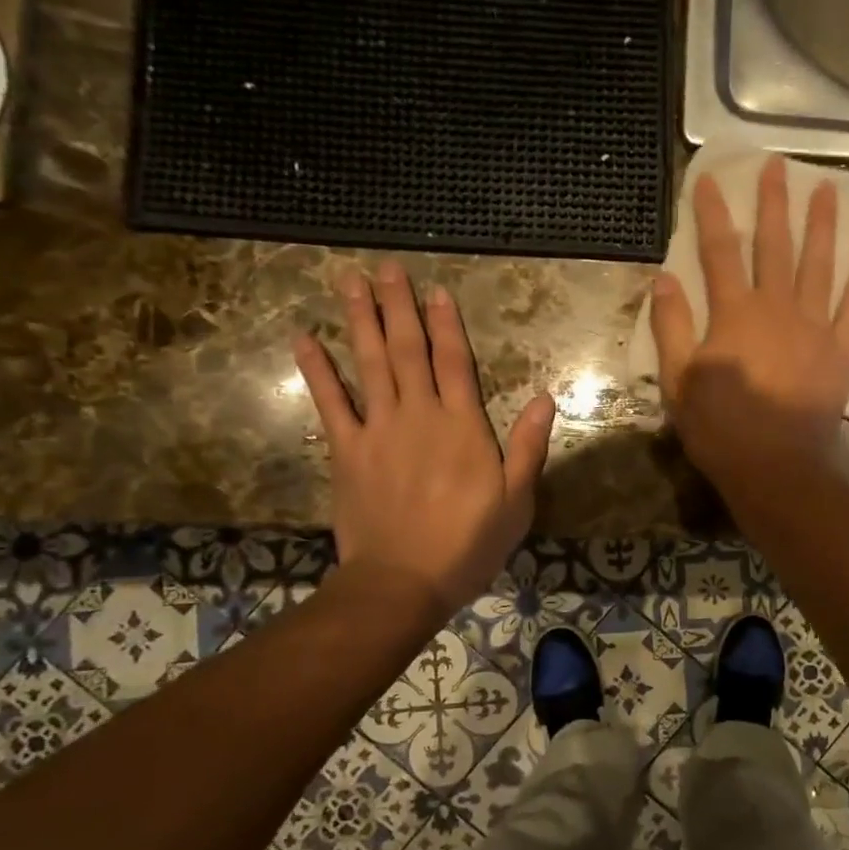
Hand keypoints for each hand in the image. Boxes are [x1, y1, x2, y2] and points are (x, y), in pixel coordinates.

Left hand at [295, 262, 555, 618]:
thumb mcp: (517, 501)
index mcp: (463, 426)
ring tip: (350, 281)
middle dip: (398, 307)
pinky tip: (304, 339)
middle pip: (408, 351)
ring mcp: (378, 430)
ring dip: (359, 321)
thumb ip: (529, 447)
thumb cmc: (469, 543)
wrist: (404, 580)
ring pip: (369, 364)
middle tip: (386, 268)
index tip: (435, 290)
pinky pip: (331, 403)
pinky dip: (317, 370)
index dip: (446, 324)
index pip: (455, 362)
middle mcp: (419, 415)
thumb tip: (544, 398)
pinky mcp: (347, 452)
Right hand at [650, 157, 848, 483]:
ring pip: (819, 265)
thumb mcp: (679, 381)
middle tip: (777, 166)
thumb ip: (672, 327)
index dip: (713, 212)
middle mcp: (777, 308)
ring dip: (823, 225)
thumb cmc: (720, 428)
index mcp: (734, 314)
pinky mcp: (840, 350)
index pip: (720, 251)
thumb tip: (664, 279)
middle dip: (774, 203)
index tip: (709, 177)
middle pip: (775, 245)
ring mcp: (814, 326)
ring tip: (828, 189)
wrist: (775, 466)